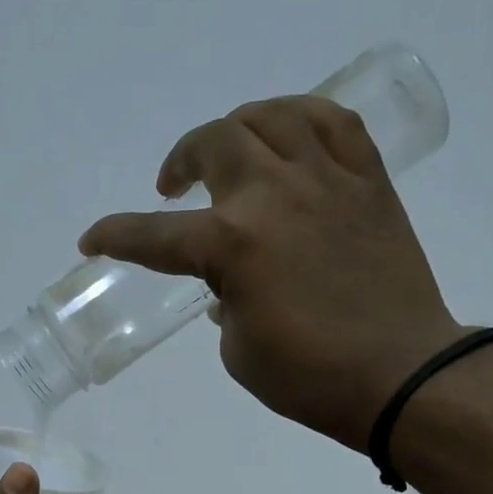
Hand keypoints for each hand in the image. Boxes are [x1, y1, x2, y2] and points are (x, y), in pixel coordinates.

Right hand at [78, 96, 464, 450]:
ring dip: (238, 128)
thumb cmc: (310, 376)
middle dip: (181, 160)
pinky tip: (291, 135)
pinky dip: (302, 119)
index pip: (155, 235)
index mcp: (231, 244)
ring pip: (271, 117)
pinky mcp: (368, 182)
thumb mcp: (240, 350)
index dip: (115, 236)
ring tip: (231, 150)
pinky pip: (334, 124)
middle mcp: (273, 195)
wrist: (400, 374)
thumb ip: (224, 303)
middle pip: (213, 143)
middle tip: (174, 187)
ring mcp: (326, 180)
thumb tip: (229, 285)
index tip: (92, 241)